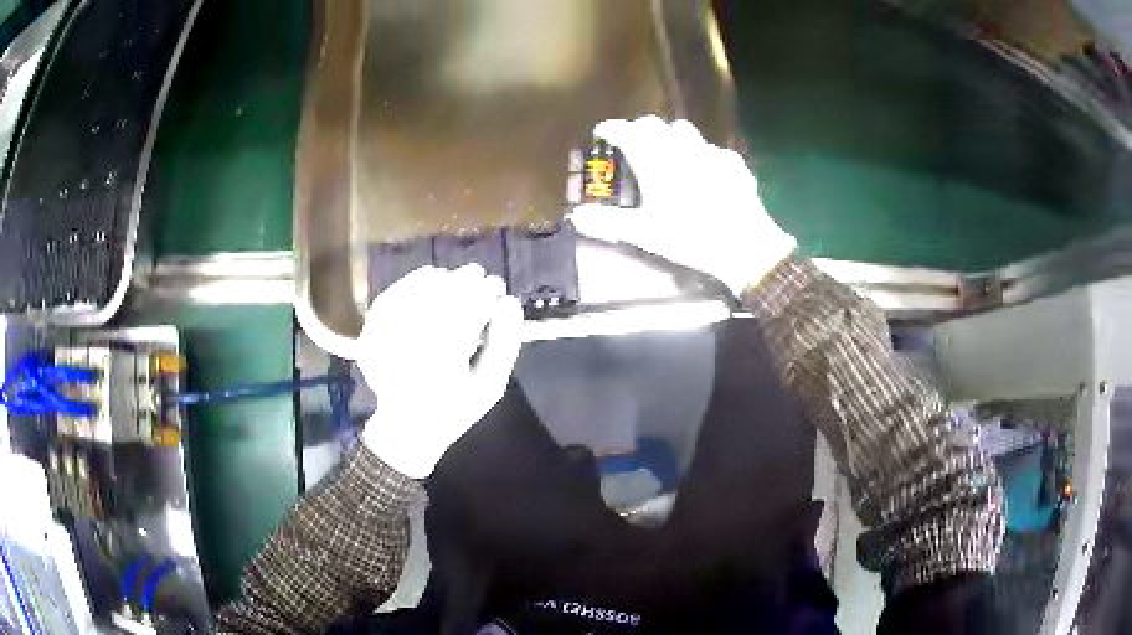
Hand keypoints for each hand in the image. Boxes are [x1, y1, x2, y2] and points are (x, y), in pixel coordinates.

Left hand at [358, 265, 522, 477]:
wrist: (408, 427)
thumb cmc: (454, 407)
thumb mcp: (490, 385)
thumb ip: (505, 344)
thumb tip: (510, 302)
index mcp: (445, 362)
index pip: (467, 312)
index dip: (485, 293)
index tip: (497, 286)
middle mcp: (412, 348)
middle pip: (439, 299)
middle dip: (463, 282)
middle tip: (479, 276)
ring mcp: (385, 340)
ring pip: (413, 296)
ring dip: (438, 281)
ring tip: (454, 278)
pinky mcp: (370, 335)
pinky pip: (390, 299)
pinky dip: (409, 284)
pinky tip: (426, 278)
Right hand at [570, 116, 795, 294]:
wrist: (743, 244)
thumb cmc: (688, 236)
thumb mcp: (644, 233)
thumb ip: (609, 221)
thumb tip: (576, 217)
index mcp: (654, 159)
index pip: (625, 131)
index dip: (611, 128)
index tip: (602, 133)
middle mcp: (680, 147)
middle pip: (654, 124)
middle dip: (639, 129)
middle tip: (632, 144)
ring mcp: (709, 152)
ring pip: (685, 131)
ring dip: (670, 136)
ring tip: (667, 153)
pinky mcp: (732, 164)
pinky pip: (712, 150)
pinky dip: (701, 154)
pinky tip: (705, 171)